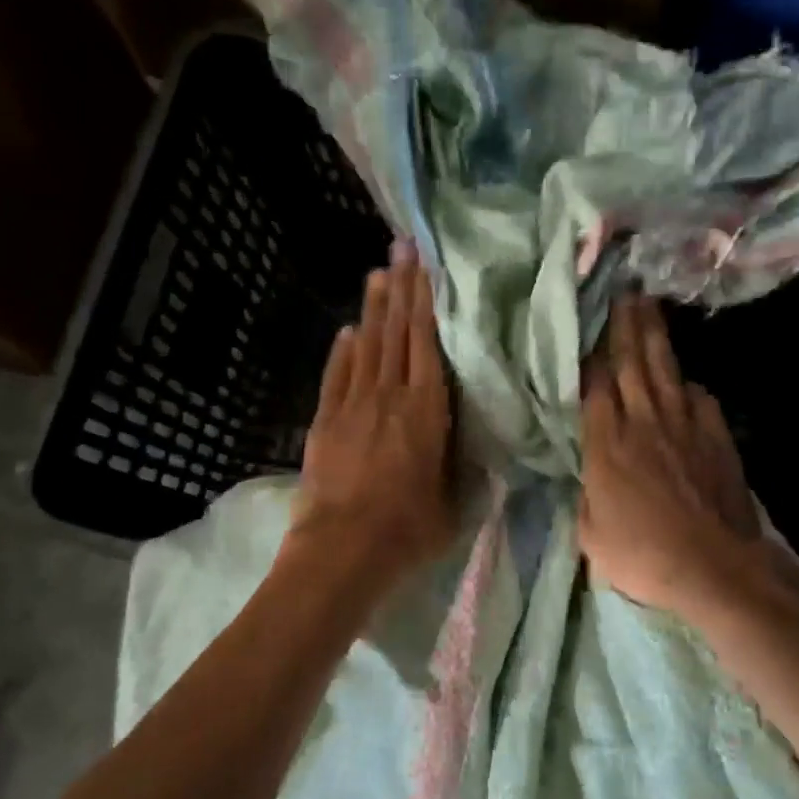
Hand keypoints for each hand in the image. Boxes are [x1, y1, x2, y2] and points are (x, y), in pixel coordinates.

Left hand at [284, 240, 456, 593]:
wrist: (342, 551)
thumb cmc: (408, 531)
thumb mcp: (455, 503)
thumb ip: (462, 465)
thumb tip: (474, 443)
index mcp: (427, 411)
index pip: (427, 343)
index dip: (427, 302)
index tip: (427, 267)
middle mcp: (389, 396)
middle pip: (396, 333)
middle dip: (401, 288)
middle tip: (402, 247)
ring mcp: (352, 406)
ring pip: (366, 346)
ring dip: (373, 309)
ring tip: (379, 273)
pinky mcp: (325, 422)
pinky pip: (337, 375)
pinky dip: (344, 350)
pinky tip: (349, 330)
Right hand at [579, 295, 768, 616]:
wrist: (714, 567)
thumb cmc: (642, 556)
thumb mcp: (591, 536)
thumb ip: (588, 498)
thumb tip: (592, 478)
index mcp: (606, 445)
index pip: (595, 387)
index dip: (591, 357)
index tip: (588, 331)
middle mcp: (643, 423)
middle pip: (632, 364)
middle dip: (626, 326)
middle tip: (624, 293)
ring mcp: (684, 427)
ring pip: (666, 371)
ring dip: (656, 338)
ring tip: (649, 310)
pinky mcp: (716, 438)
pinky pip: (700, 399)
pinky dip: (689, 385)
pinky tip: (685, 381)